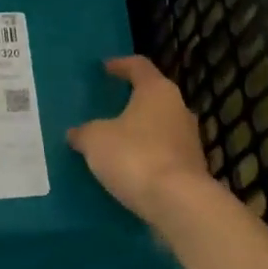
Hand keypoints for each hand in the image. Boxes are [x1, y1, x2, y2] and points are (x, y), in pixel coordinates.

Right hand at [67, 55, 210, 222]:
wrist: (178, 204)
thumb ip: (84, 133)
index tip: (105, 67)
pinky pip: (165, 154)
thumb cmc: (135, 156)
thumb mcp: (96, 141)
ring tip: (116, 140)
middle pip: (153, 96)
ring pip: (161, 126)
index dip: (120, 64)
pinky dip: (148, 156)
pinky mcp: (193, 169)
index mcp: (157, 91)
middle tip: (110, 105)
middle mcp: (179, 109)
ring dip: (141, 131)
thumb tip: (75, 133)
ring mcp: (190, 140)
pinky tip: (130, 168)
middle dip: (132, 101)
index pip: (139, 66)